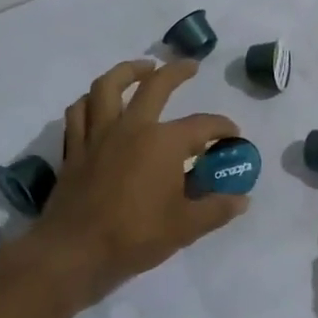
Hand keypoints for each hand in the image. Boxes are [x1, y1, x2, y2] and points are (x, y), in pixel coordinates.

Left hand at [20, 59, 245, 304]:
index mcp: (164, 142)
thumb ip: (217, 208)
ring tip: (141, 68)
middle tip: (189, 66)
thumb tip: (242, 199)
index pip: (203, 125)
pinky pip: (79, 113)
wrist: (75, 251)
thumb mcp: (187, 226)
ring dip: (126, 72)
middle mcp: (131, 128)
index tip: (233, 136)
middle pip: (154, 86)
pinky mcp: (76, 150)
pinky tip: (98, 103)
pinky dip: (90, 101)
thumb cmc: (136, 235)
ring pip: (107, 87)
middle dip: (176, 72)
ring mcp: (98, 135)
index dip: (222, 128)